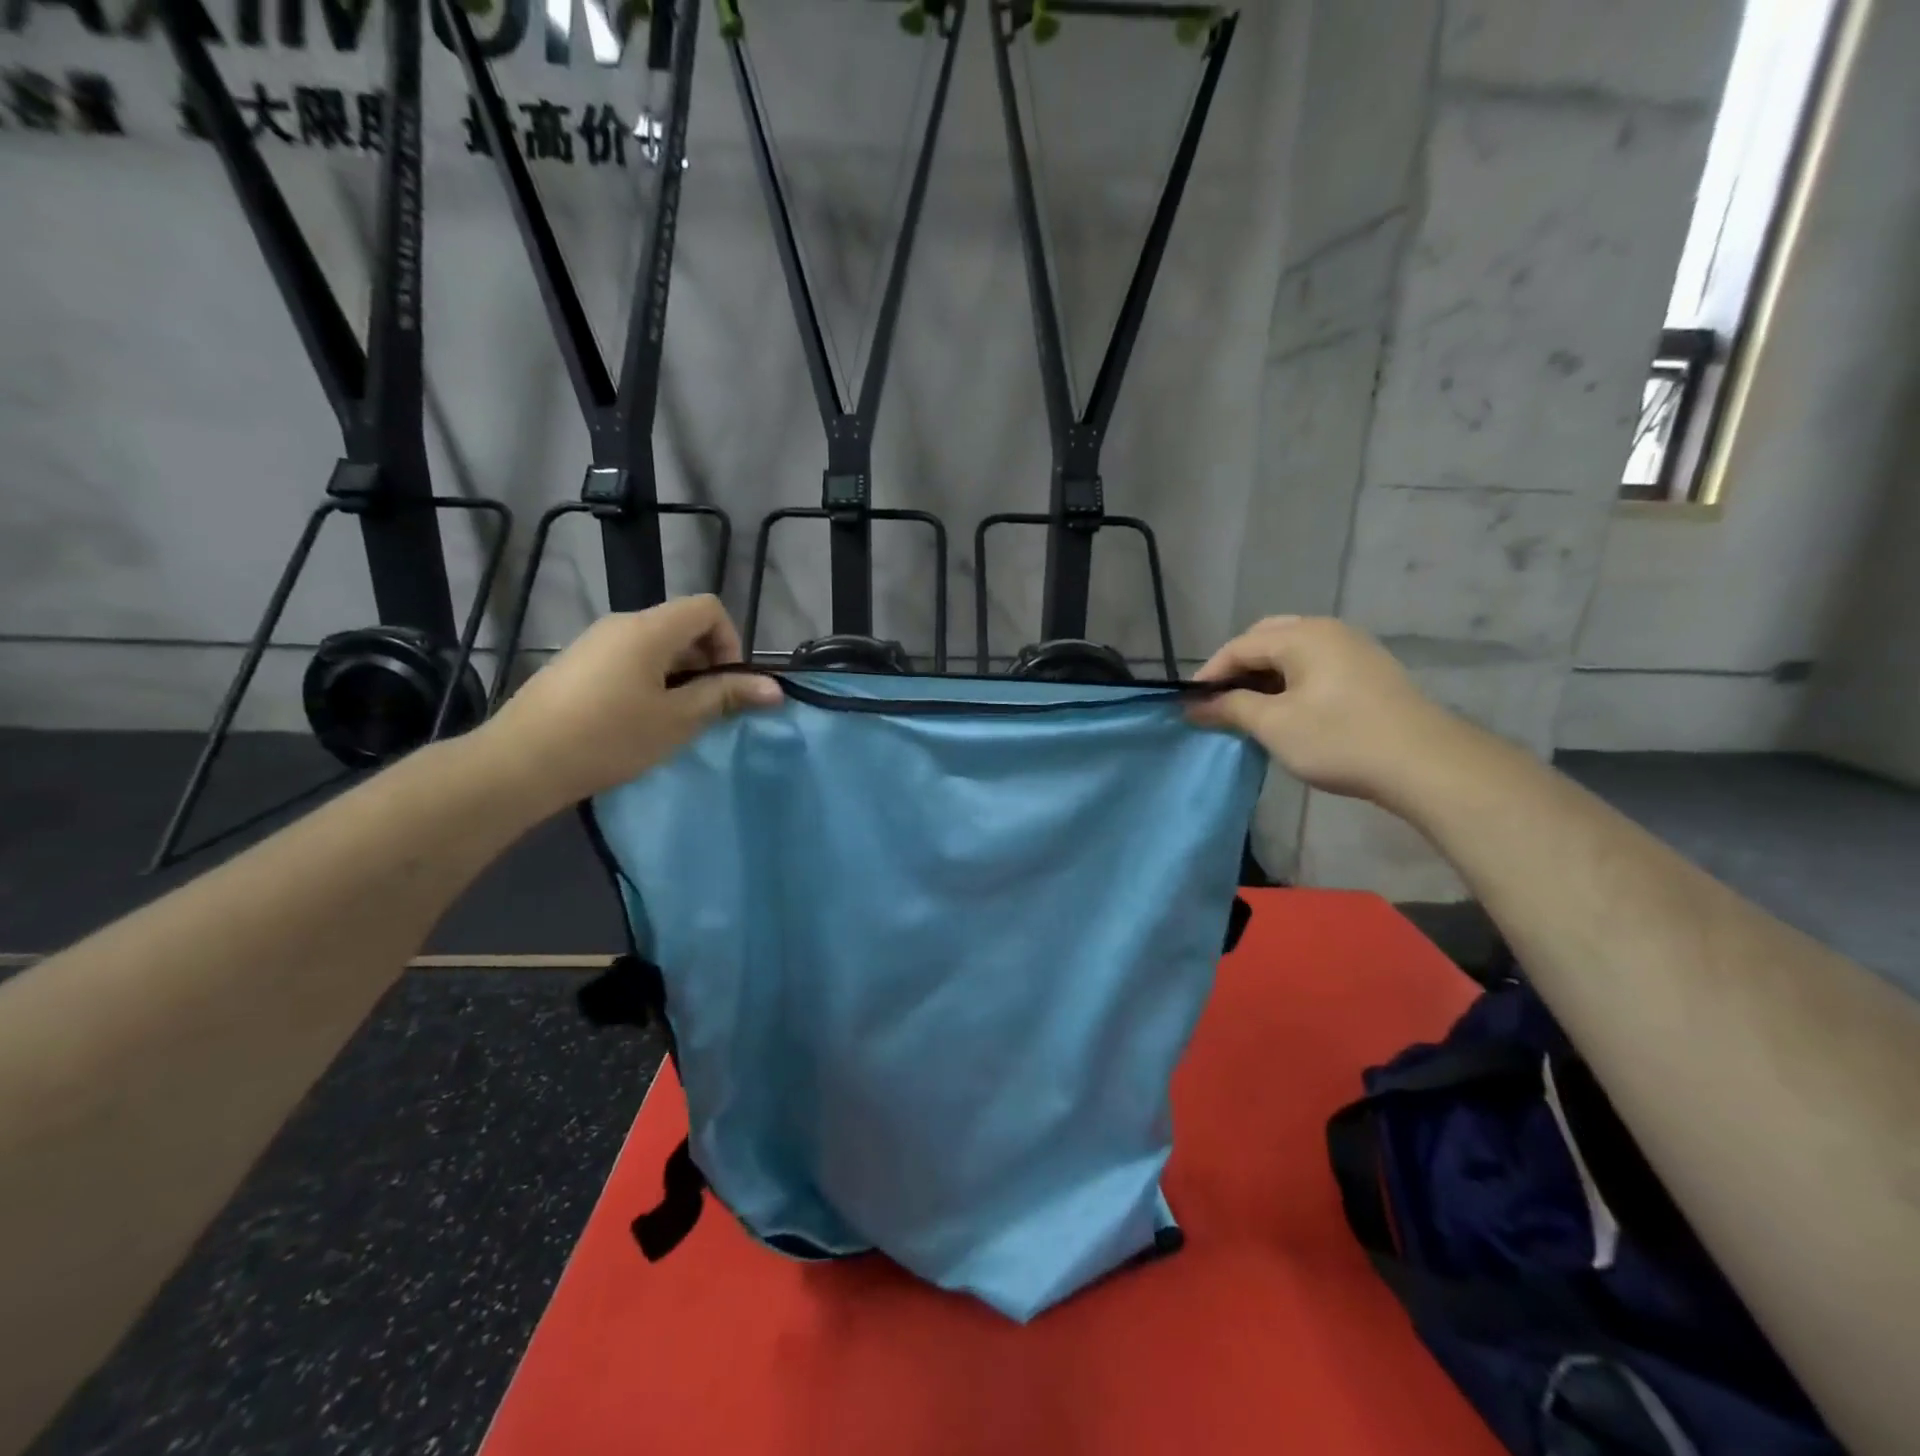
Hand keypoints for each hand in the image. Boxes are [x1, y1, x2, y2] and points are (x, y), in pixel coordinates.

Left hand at [481, 596, 781, 807]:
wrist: (520, 762)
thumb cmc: (610, 738)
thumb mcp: (677, 719)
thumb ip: (726, 696)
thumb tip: (775, 688)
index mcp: (649, 628)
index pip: (708, 608)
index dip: (730, 641)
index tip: (725, 684)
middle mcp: (621, 623)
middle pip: (682, 624)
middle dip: (706, 661)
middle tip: (704, 708)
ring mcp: (594, 641)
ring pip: (655, 644)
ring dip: (678, 673)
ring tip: (671, 718)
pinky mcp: (576, 663)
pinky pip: (628, 658)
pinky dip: (649, 679)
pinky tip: (635, 719)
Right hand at [1189, 616, 1466, 804]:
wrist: (1424, 763)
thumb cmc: (1339, 739)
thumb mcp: (1274, 725)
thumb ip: (1230, 708)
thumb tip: (1194, 704)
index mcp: (1303, 635)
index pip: (1240, 646)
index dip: (1210, 674)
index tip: (1190, 704)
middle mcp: (1328, 630)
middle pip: (1266, 639)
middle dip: (1237, 668)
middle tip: (1219, 701)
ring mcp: (1353, 648)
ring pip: (1292, 651)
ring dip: (1264, 675)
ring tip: (1248, 709)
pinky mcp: (1368, 671)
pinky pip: (1315, 664)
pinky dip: (1290, 681)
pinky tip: (1286, 710)